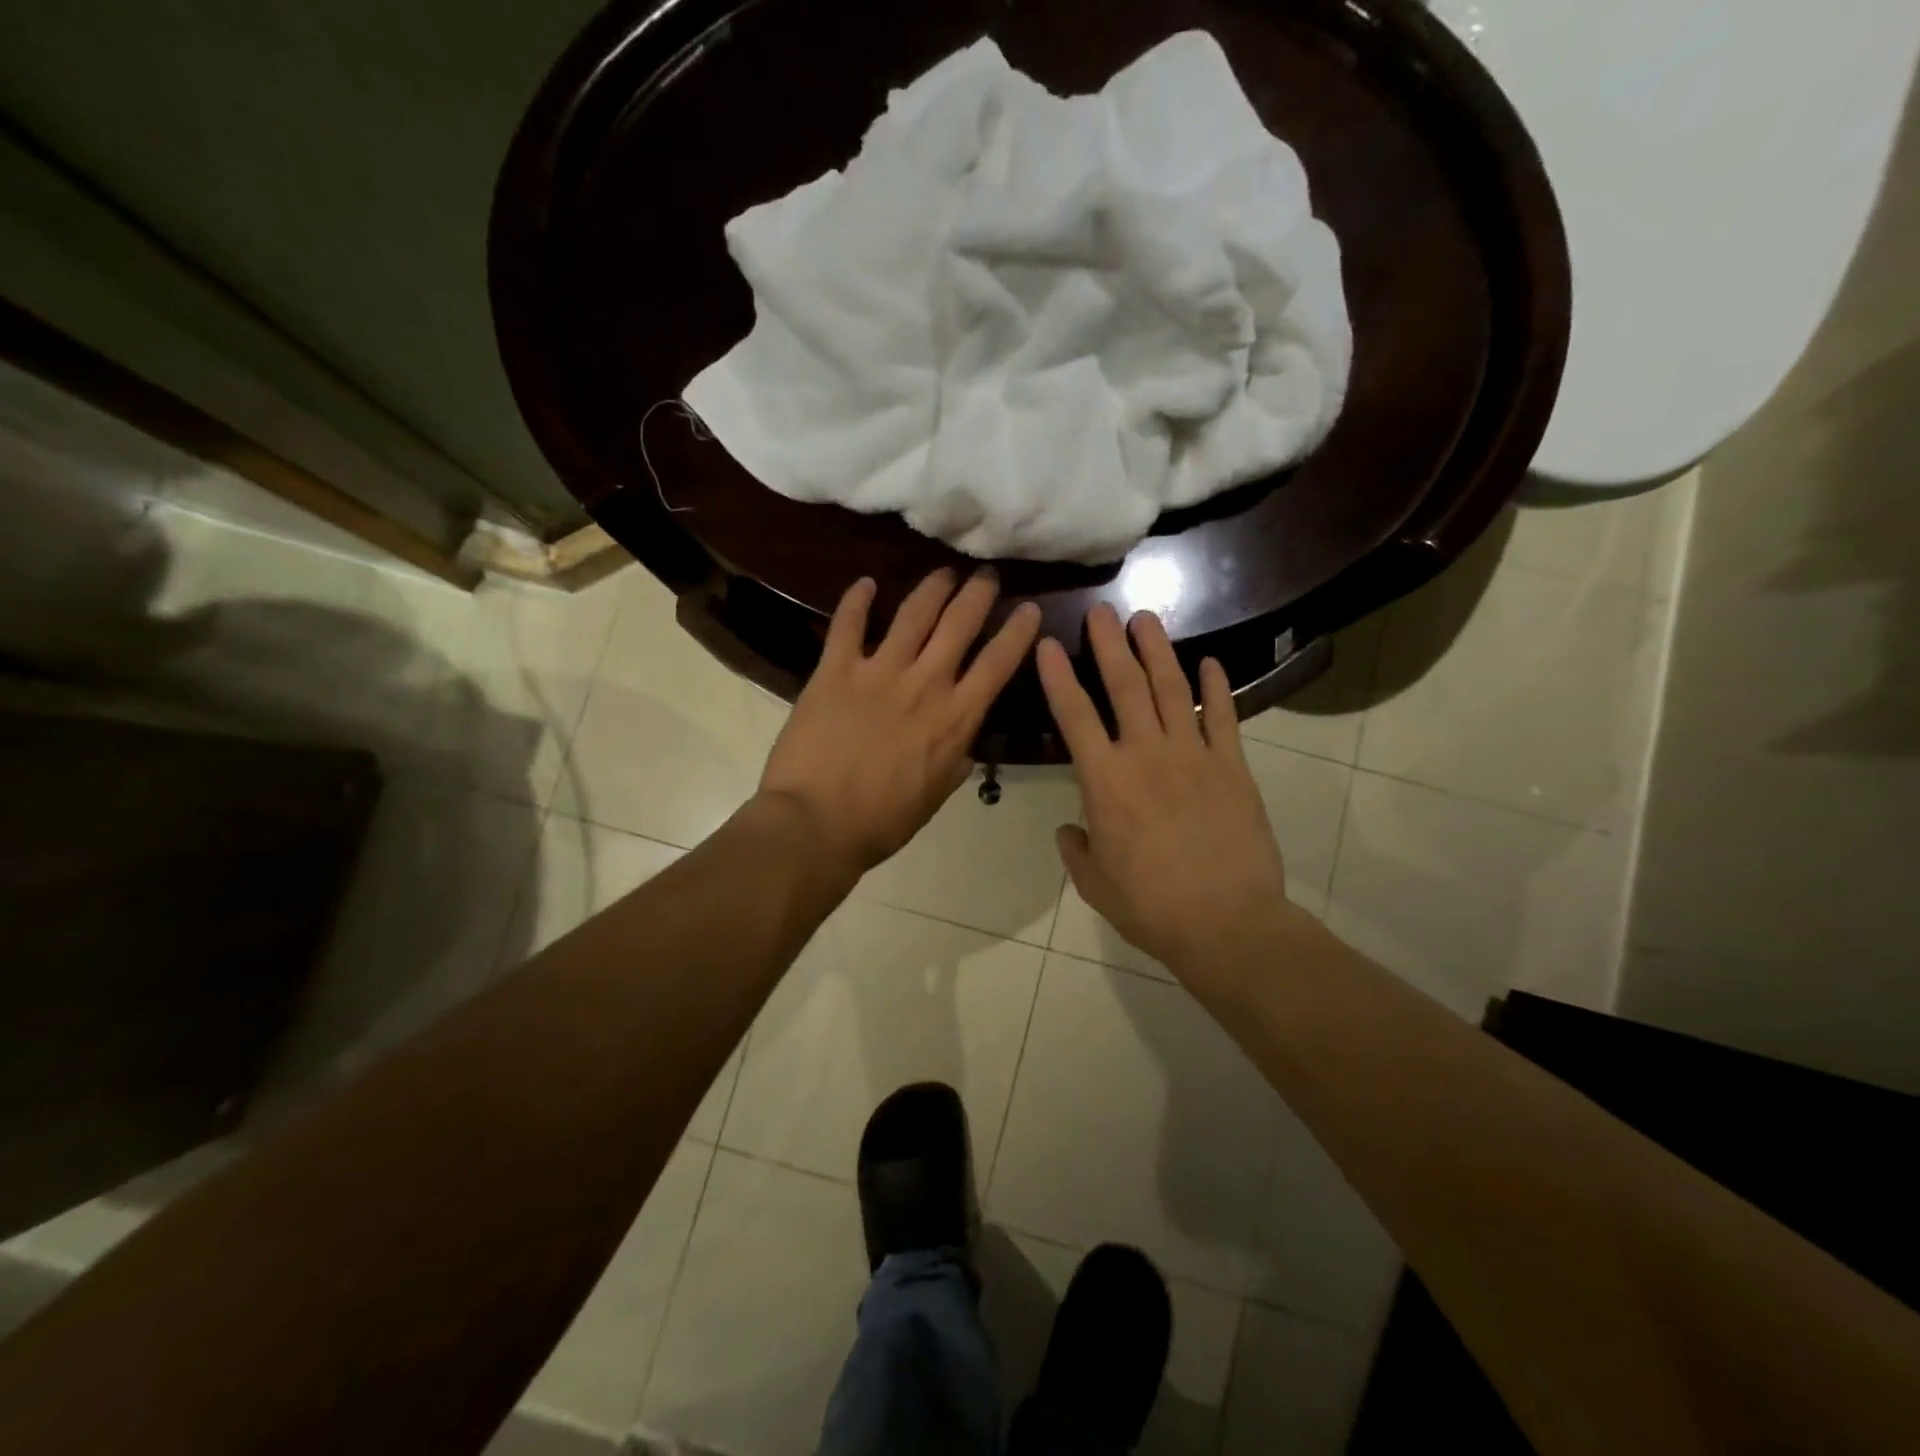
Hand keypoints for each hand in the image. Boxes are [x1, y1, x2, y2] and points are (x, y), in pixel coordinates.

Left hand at [760, 568, 1041, 874]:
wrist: (816, 824)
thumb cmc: (882, 821)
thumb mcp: (935, 796)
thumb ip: (954, 760)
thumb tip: (963, 741)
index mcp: (955, 719)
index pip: (997, 664)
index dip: (1017, 632)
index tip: (1028, 608)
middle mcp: (925, 685)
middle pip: (959, 625)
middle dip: (977, 594)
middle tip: (986, 574)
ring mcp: (879, 673)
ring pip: (914, 614)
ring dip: (932, 588)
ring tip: (943, 572)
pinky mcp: (835, 671)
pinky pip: (848, 625)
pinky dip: (856, 600)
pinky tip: (865, 583)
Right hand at [1037, 604, 1297, 991]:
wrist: (1226, 923)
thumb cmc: (1151, 907)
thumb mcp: (1096, 884)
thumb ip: (1077, 850)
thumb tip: (1069, 829)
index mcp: (1105, 781)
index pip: (1074, 716)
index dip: (1058, 677)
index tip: (1048, 645)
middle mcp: (1146, 754)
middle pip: (1124, 686)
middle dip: (1110, 644)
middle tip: (1102, 611)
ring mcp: (1194, 755)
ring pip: (1171, 689)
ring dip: (1157, 651)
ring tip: (1146, 619)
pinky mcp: (1233, 766)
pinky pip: (1223, 717)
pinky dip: (1216, 687)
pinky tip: (1209, 664)